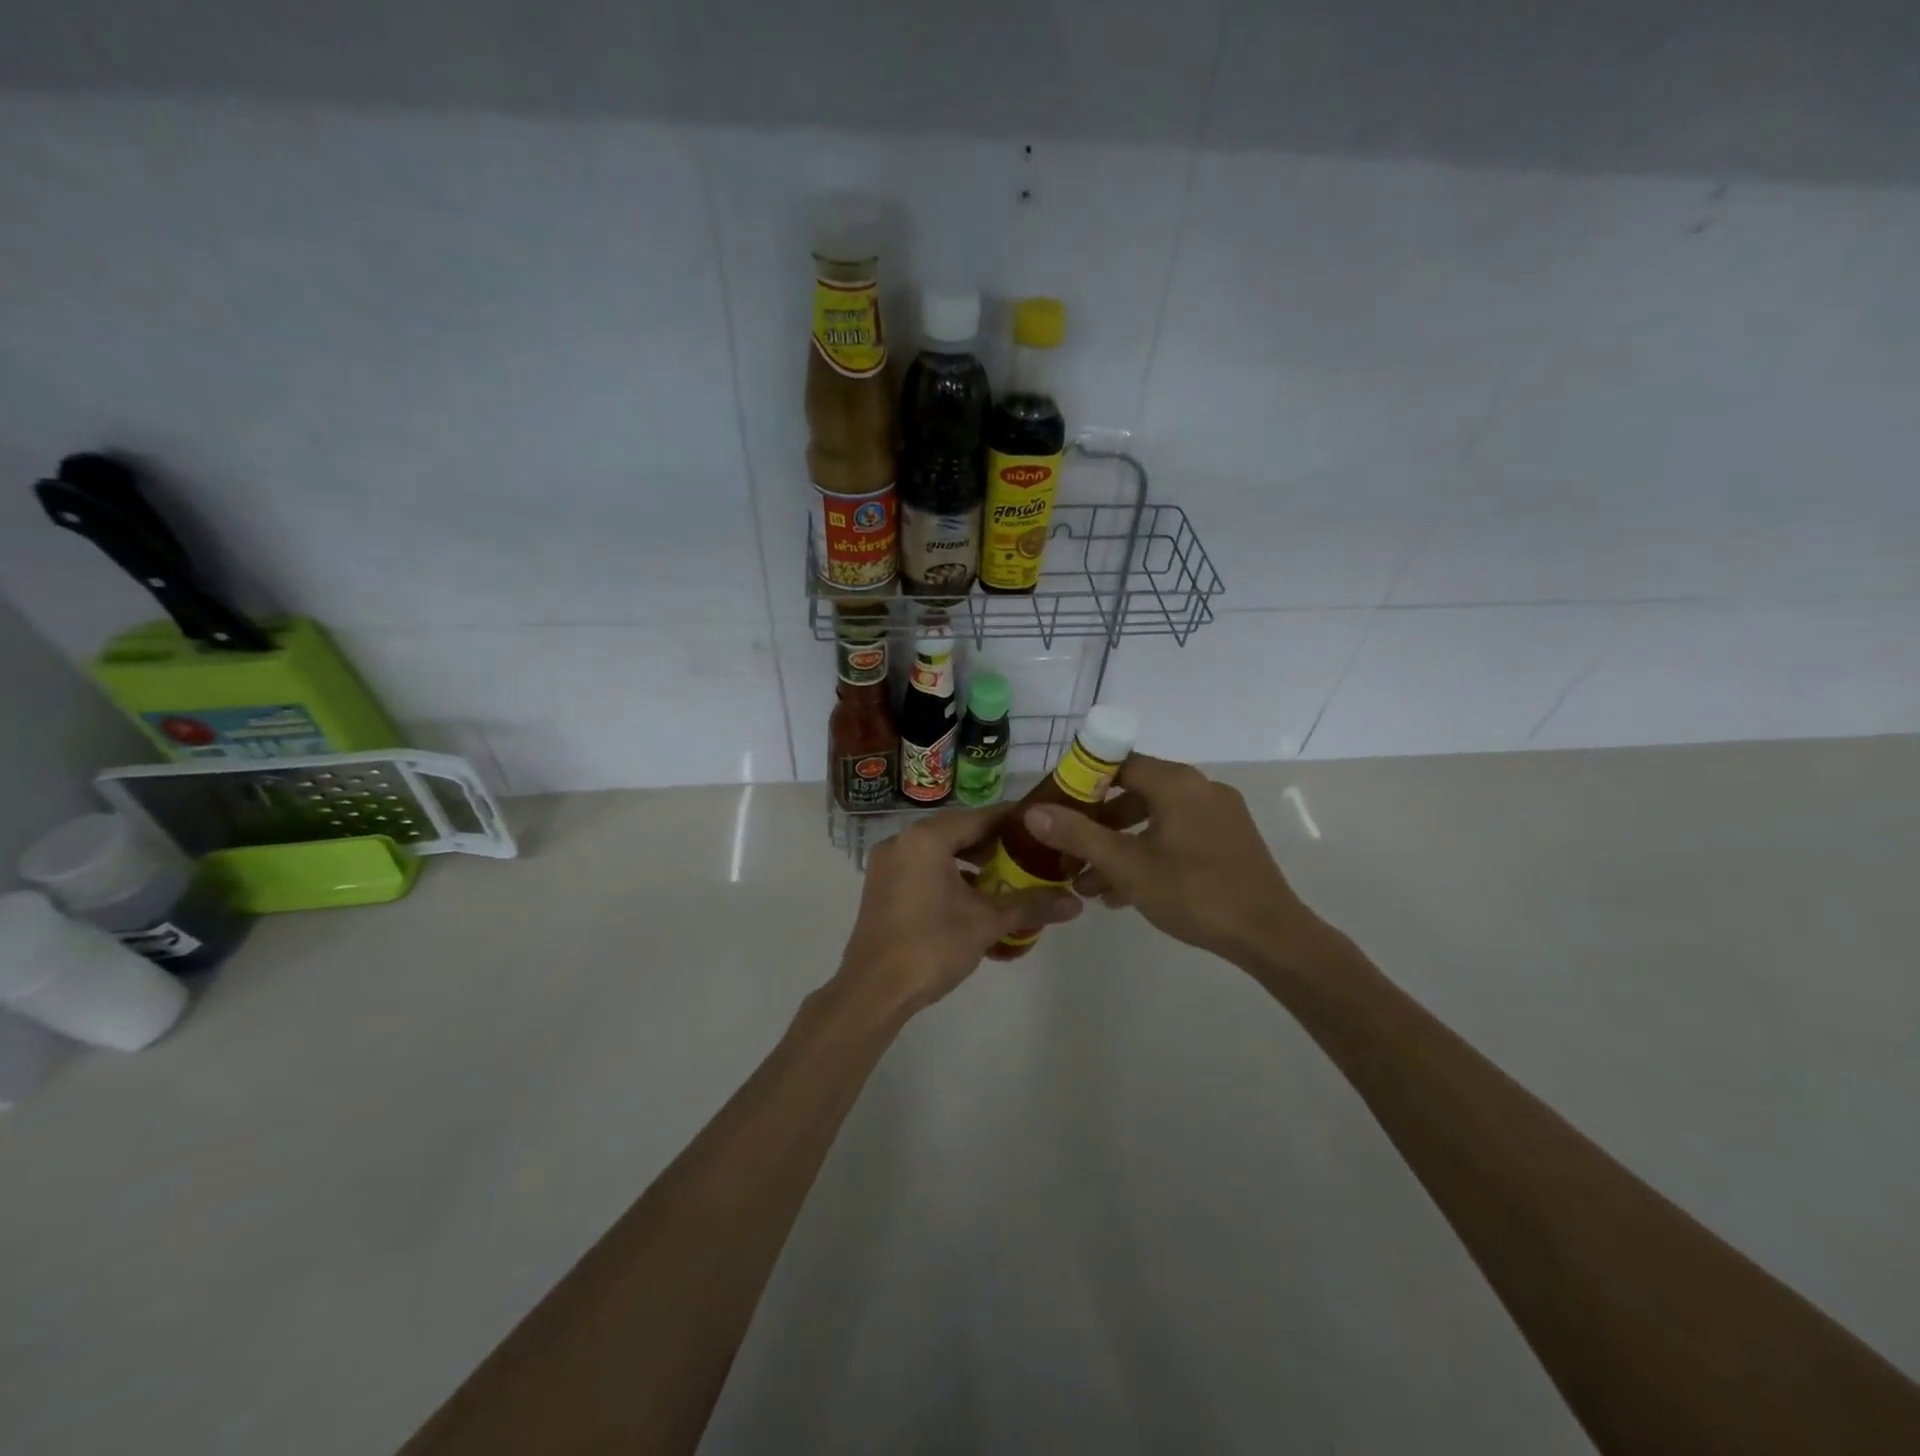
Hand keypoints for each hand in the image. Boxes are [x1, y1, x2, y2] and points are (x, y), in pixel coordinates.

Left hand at [833, 807, 1082, 1017]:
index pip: (981, 817)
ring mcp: (887, 864)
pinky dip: (950, 876)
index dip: (1014, 821)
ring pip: (940, 851)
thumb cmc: (931, 946)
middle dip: (995, 844)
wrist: (873, 991)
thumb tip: (1076, 903)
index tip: (1043, 827)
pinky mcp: (882, 887)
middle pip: (959, 831)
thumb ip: (1031, 905)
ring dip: (972, 862)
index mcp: (926, 838)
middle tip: (1030, 856)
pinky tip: (973, 900)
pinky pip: (923, 869)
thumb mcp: (986, 923)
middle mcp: (902, 841)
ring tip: (1006, 879)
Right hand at [1023, 755, 1325, 969]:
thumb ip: (1078, 835)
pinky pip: (1177, 836)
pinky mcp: (1229, 841)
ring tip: (1089, 885)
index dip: (1081, 781)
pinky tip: (1125, 893)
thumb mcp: (1127, 865)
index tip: (1056, 806)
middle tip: (1068, 851)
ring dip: (1119, 847)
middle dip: (1097, 825)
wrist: (1270, 936)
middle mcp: (1199, 788)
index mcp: (1176, 783)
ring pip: (1155, 820)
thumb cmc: (1194, 893)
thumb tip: (1032, 812)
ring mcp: (1218, 815)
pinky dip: (1148, 854)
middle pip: (1134, 793)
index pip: (1117, 762)